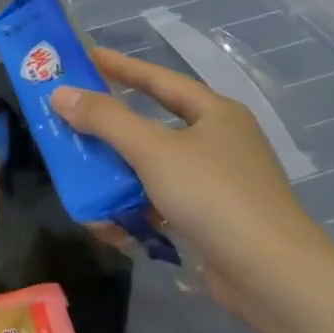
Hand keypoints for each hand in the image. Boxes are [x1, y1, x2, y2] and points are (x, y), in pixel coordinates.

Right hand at [49, 47, 333, 301]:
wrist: (272, 275)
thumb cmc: (213, 195)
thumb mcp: (153, 150)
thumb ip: (105, 120)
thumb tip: (61, 93)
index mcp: (215, 113)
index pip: (159, 79)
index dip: (121, 66)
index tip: (85, 56)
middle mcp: (220, 142)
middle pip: (154, 125)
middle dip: (112, 129)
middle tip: (72, 120)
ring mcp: (219, 183)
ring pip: (155, 168)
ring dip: (119, 176)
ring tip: (83, 179)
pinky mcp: (214, 221)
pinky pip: (164, 203)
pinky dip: (136, 209)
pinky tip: (112, 223)